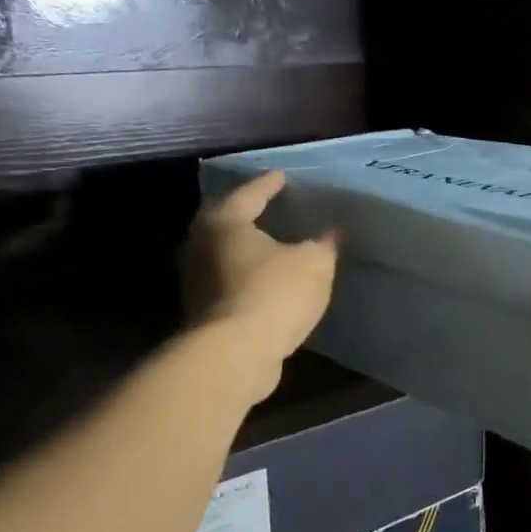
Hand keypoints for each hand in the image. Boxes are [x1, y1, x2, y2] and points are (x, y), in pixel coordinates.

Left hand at [179, 170, 336, 391]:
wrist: (234, 355)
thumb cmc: (273, 294)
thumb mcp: (314, 262)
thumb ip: (325, 243)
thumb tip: (335, 232)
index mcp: (225, 221)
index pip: (250, 193)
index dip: (270, 184)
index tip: (283, 176)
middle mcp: (201, 244)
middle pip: (228, 220)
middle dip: (250, 214)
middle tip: (272, 207)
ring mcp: (196, 279)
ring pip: (225, 252)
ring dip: (248, 248)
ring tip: (273, 243)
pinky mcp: (202, 310)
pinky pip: (228, 280)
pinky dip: (246, 274)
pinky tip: (267, 279)